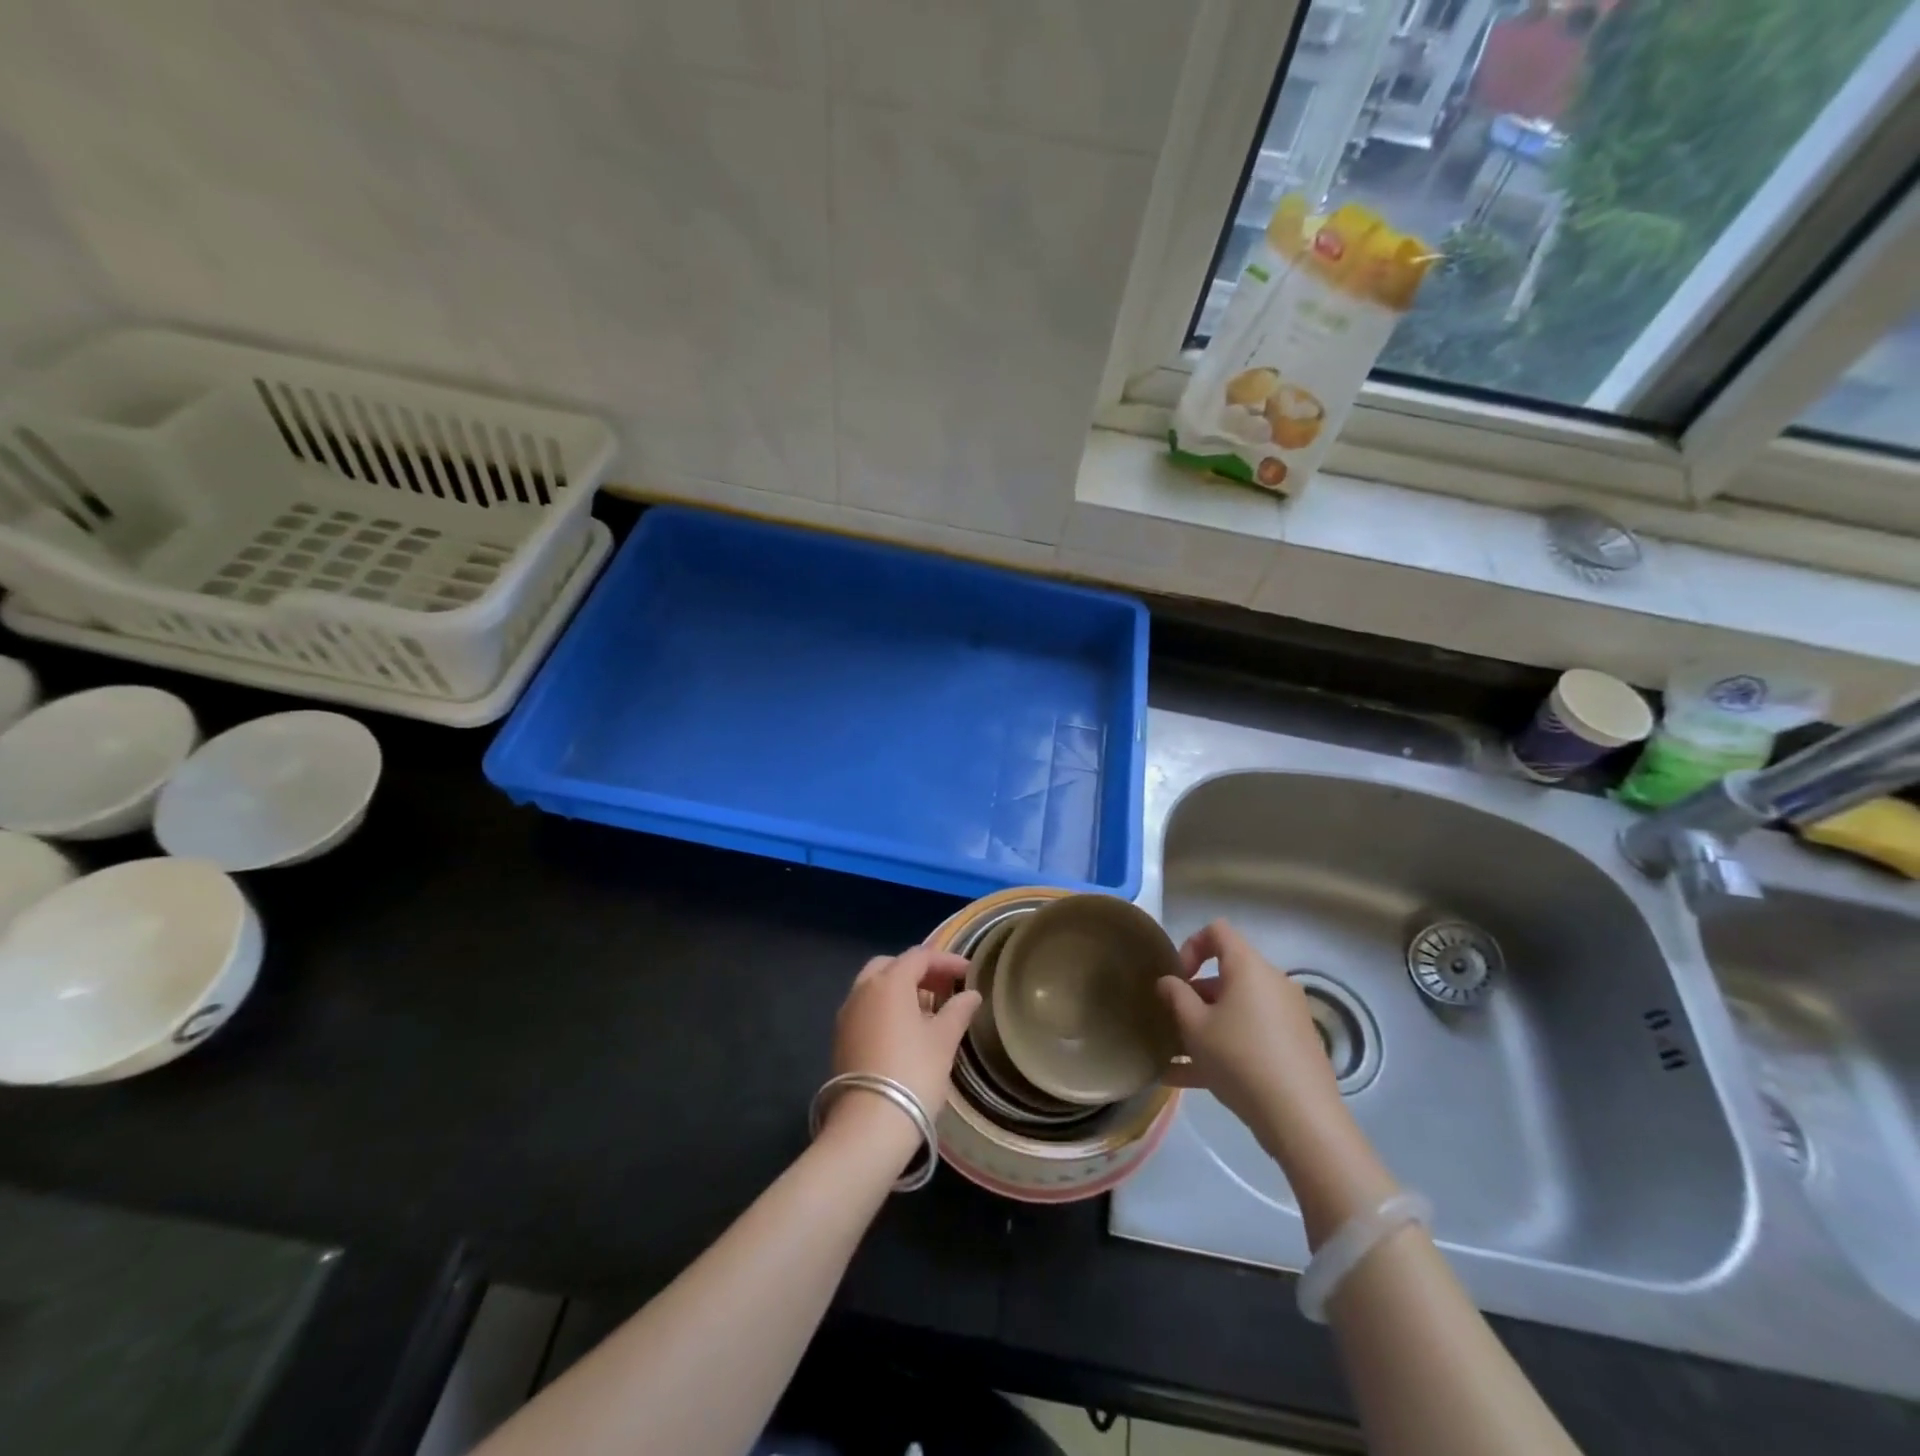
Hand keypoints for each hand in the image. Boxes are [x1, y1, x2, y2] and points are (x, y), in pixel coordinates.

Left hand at [830, 947, 979, 1143]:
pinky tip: (905, 1031)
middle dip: (919, 971)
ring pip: (875, 986)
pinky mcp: (840, 1038)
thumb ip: (958, 1010)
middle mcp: (862, 990)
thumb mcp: (944, 1040)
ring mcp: (847, 1014)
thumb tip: (971, 995)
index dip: (946, 961)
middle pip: (892, 965)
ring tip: (928, 1010)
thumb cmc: (913, 1073)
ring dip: (901, 989)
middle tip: (944, 987)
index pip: (920, 956)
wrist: (869, 1125)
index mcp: (888, 982)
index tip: (969, 974)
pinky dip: (886, 1008)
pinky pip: (866, 1008)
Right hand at [1158, 920, 1345, 1157]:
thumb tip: (1168, 981)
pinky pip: (1252, 1035)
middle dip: (1195, 994)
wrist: (1301, 1118)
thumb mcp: (1195, 1027)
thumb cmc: (1240, 1058)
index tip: (1177, 979)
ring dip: (1206, 1025)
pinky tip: (1190, 1079)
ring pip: (1237, 1010)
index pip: (1217, 931)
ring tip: (1176, 1055)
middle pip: (1228, 974)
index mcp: (1249, 967)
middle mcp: (1272, 983)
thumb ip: (1176, 996)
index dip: (1190, 946)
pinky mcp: (1295, 1046)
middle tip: (1174, 1022)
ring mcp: (1287, 1016)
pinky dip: (1226, 1046)